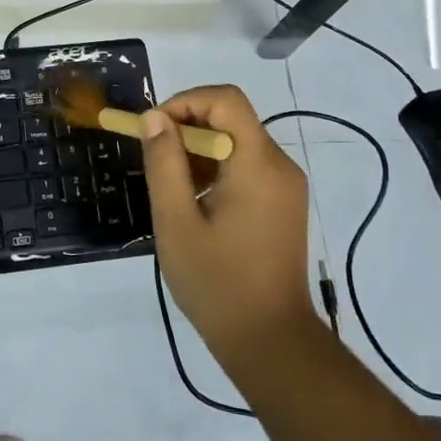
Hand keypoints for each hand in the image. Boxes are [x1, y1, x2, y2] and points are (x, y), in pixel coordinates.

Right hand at [139, 84, 317, 366]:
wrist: (270, 340)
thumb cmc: (217, 283)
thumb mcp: (176, 222)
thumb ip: (164, 163)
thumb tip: (155, 118)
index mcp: (257, 164)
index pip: (226, 100)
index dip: (185, 102)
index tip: (154, 130)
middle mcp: (280, 165)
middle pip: (232, 118)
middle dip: (187, 129)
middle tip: (155, 163)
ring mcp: (286, 185)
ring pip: (237, 142)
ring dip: (199, 151)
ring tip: (172, 189)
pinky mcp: (284, 203)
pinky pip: (247, 166)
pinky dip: (217, 170)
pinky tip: (195, 204)